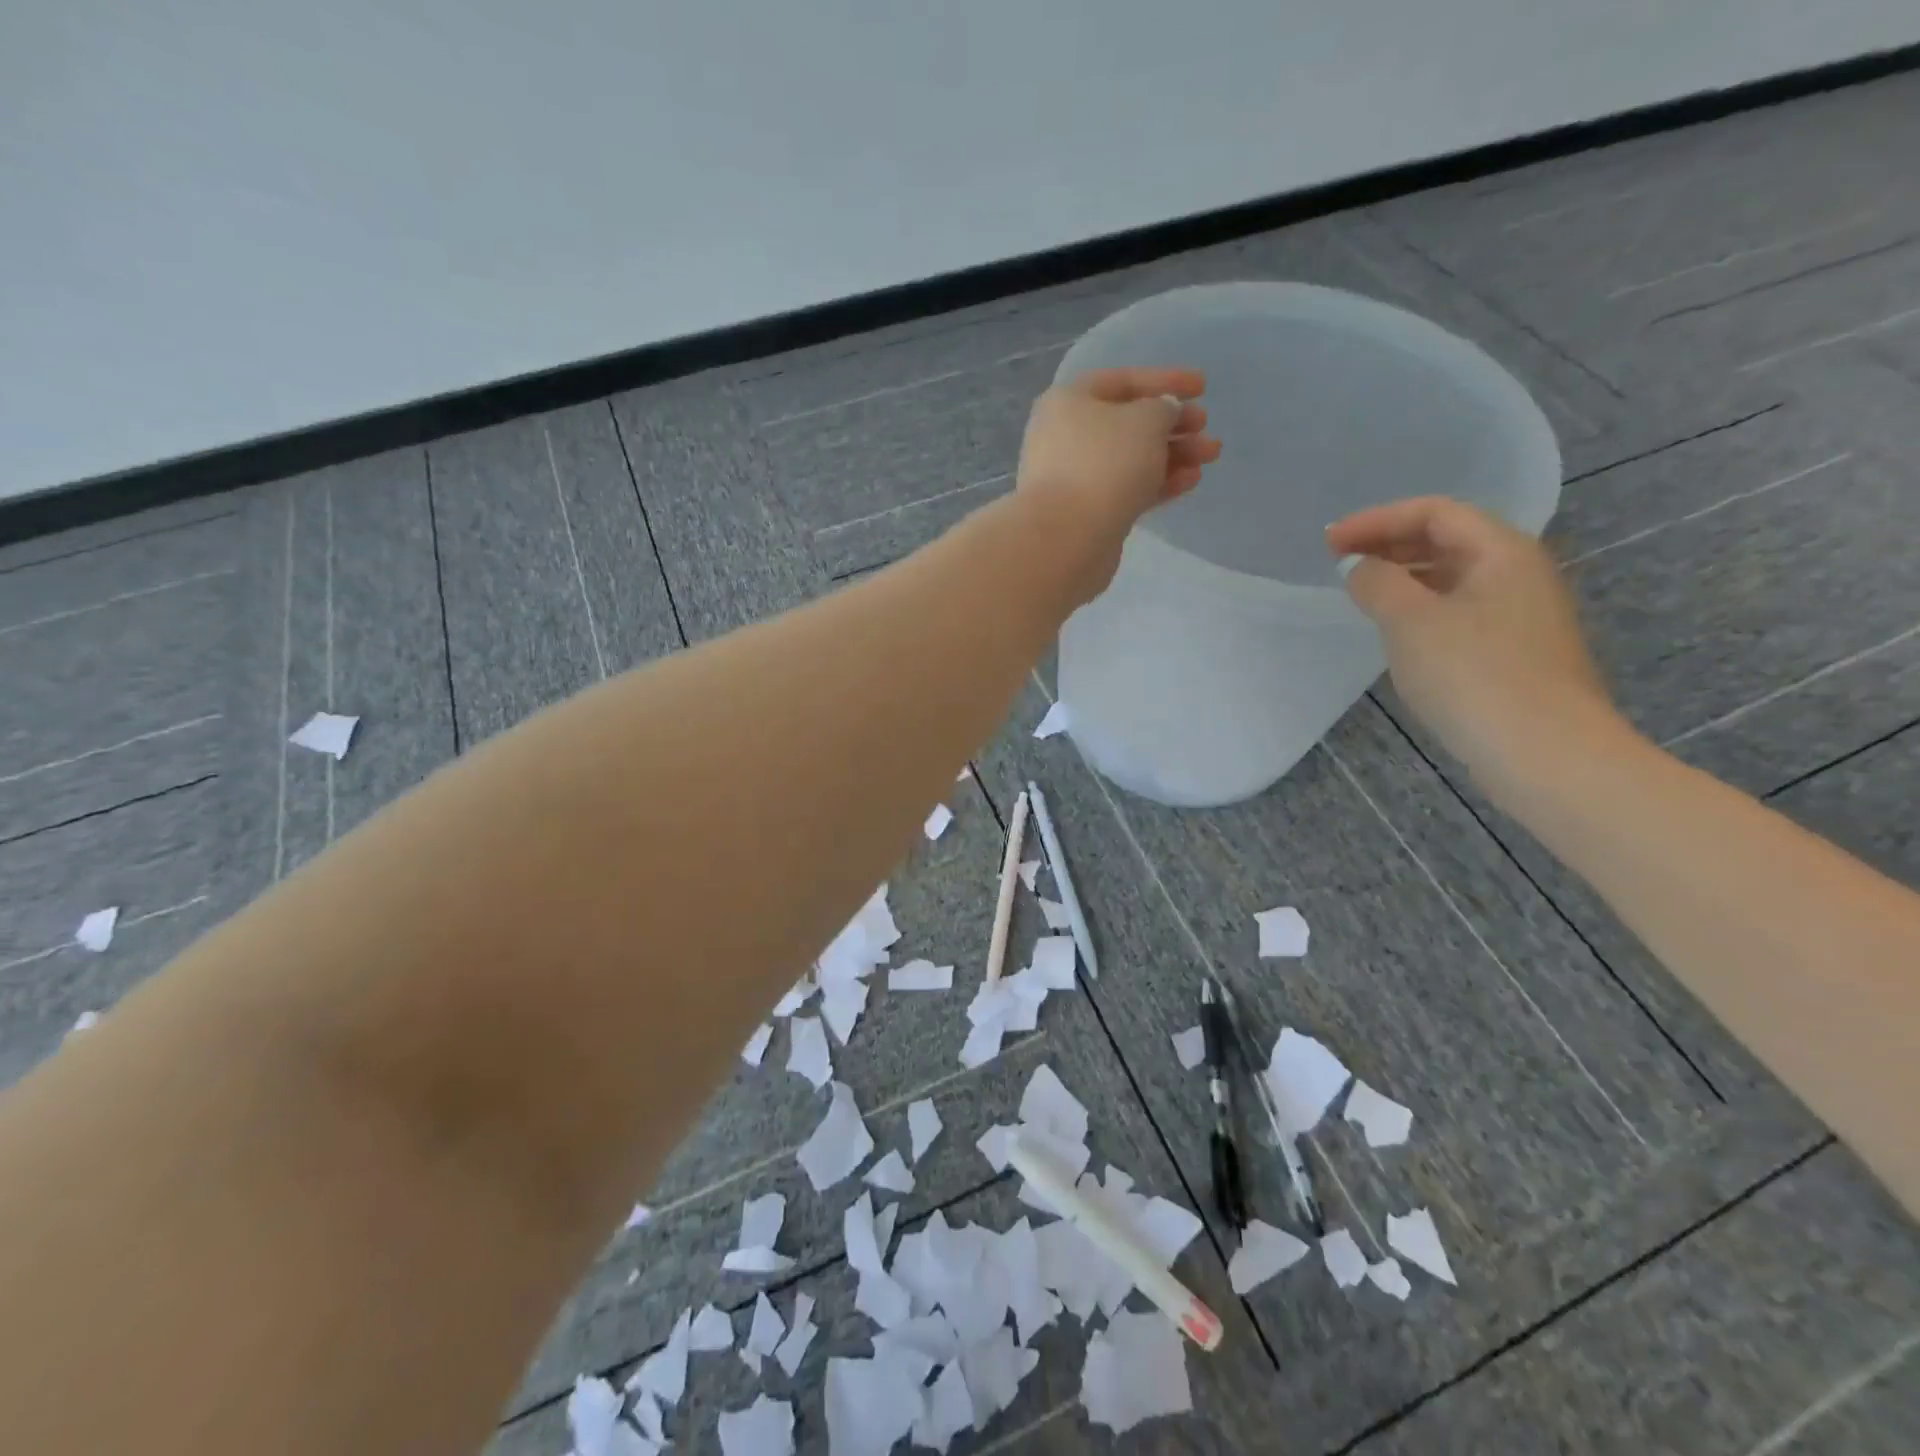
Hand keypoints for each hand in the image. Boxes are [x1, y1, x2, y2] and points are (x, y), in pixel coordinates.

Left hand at [1015, 367, 1221, 604]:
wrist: (1068, 539)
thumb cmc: (1104, 463)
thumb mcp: (1145, 421)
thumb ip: (1163, 408)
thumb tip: (1163, 415)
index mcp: (1068, 401)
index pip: (1122, 381)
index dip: (1165, 380)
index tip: (1202, 387)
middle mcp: (1065, 436)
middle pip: (1127, 423)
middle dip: (1172, 424)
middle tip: (1205, 428)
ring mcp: (1074, 477)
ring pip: (1130, 459)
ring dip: (1173, 455)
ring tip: (1210, 457)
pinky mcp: (1086, 513)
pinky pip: (1126, 489)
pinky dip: (1158, 482)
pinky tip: (1190, 481)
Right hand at [1326, 496, 1627, 799]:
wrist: (1544, 753)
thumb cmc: (1475, 676)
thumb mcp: (1412, 623)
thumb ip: (1377, 584)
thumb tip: (1358, 567)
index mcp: (1502, 552)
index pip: (1435, 512)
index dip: (1377, 520)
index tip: (1329, 543)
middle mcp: (1519, 573)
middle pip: (1448, 539)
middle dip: (1389, 544)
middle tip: (1338, 562)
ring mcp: (1520, 615)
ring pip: (1453, 577)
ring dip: (1404, 576)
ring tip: (1360, 594)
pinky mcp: (1513, 652)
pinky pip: (1458, 610)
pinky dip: (1420, 608)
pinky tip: (1395, 631)